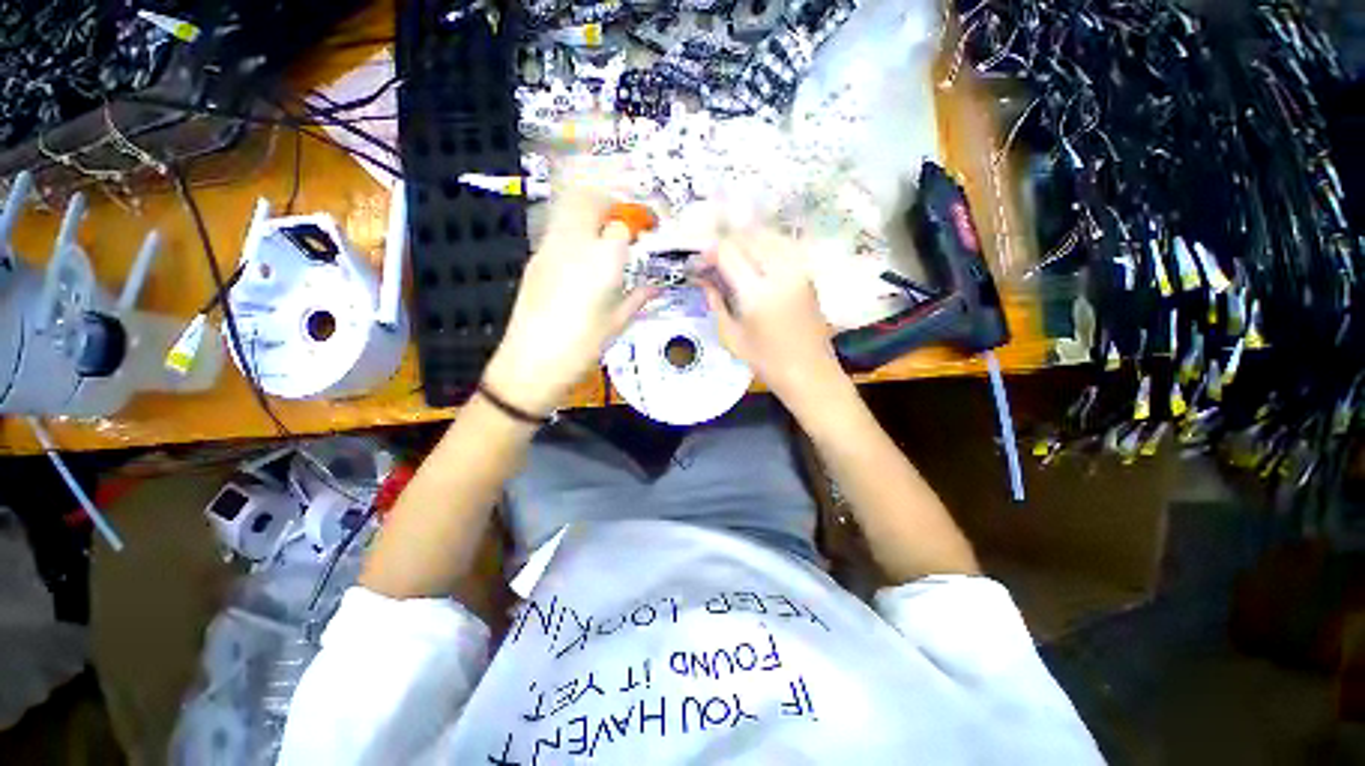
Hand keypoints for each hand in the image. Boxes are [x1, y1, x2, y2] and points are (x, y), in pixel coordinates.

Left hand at [483, 182, 653, 414]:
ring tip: (600, 236)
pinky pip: (555, 230)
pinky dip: (571, 231)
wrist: (532, 361)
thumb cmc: (583, 345)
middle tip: (621, 224)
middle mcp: (575, 242)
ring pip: (567, 208)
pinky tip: (578, 259)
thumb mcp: (618, 322)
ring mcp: (549, 247)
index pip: (622, 225)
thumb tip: (655, 287)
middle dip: (608, 203)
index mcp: (604, 259)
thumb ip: (638, 297)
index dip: (635, 227)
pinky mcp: (534, 258)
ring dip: (587, 212)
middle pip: (589, 200)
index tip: (644, 234)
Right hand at [697, 229, 843, 405]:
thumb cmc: (767, 362)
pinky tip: (755, 258)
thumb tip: (703, 280)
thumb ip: (716, 303)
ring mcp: (798, 270)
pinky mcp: (807, 273)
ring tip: (732, 258)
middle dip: (726, 243)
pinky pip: (782, 245)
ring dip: (745, 240)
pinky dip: (765, 244)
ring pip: (767, 236)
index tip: (699, 263)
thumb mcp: (732, 338)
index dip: (709, 252)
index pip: (728, 252)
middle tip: (713, 260)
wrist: (810, 372)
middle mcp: (780, 273)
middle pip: (748, 237)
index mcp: (757, 293)